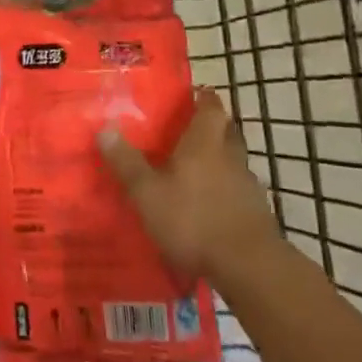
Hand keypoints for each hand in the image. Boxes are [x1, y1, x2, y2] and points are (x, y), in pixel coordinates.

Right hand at [97, 88, 278, 281]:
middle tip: (189, 130)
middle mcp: (231, 157)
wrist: (248, 266)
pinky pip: (238, 191)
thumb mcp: (147, 193)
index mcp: (204, 144)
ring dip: (219, 161)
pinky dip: (225, 191)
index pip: (211, 108)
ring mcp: (248, 186)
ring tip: (195, 171)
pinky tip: (209, 206)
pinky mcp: (256, 213)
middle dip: (212, 127)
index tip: (193, 94)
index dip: (203, 98)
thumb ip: (127, 162)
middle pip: (227, 131)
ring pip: (234, 162)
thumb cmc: (193, 220)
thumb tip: (105, 127)